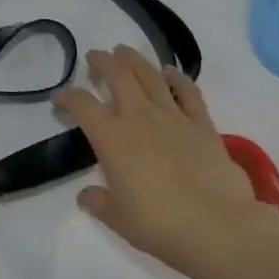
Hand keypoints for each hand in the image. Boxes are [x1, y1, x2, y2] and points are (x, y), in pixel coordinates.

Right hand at [54, 46, 278, 278]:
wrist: (218, 226)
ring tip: (124, 52)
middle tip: (95, 57)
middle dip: (103, 62)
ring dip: (134, 60)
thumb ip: (100, 203)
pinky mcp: (202, 124)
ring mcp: (174, 116)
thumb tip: (86, 195)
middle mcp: (140, 117)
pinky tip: (171, 72)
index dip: (67, 97)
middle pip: (118, 76)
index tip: (60, 98)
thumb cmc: (161, 225)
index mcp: (113, 139)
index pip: (83, 106)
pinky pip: (188, 92)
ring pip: (150, 75)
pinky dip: (178, 78)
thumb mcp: (120, 220)